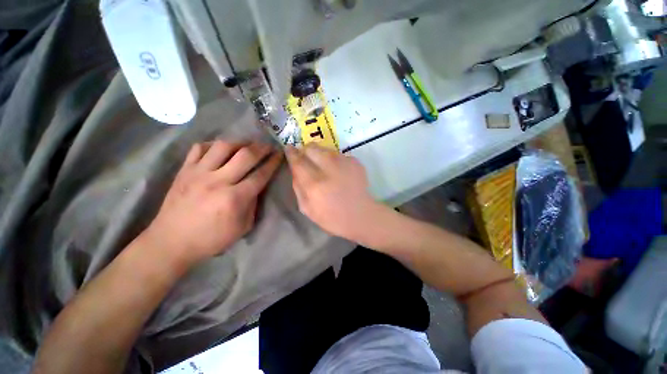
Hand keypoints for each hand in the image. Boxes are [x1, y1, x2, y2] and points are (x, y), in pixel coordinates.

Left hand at [143, 141, 282, 265]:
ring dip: (239, 142)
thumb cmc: (211, 239)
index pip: (260, 175)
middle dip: (261, 148)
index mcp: (235, 198)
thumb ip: (253, 204)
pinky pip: (199, 148)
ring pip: (223, 146)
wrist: (171, 242)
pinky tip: (220, 148)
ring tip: (246, 144)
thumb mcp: (243, 227)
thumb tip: (256, 186)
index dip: (273, 163)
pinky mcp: (184, 170)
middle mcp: (218, 181)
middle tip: (268, 145)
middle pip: (245, 155)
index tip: (279, 154)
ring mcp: (198, 173)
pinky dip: (213, 145)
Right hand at [285, 144, 387, 242]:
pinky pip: (338, 155)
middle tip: (307, 158)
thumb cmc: (332, 217)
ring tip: (324, 168)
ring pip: (325, 149)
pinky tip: (339, 172)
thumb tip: (295, 169)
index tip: (289, 149)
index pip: (298, 161)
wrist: (361, 215)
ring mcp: (344, 163)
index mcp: (315, 184)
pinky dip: (334, 160)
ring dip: (320, 155)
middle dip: (306, 150)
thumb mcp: (307, 209)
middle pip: (312, 148)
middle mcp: (329, 169)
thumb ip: (298, 187)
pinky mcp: (355, 161)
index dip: (291, 153)